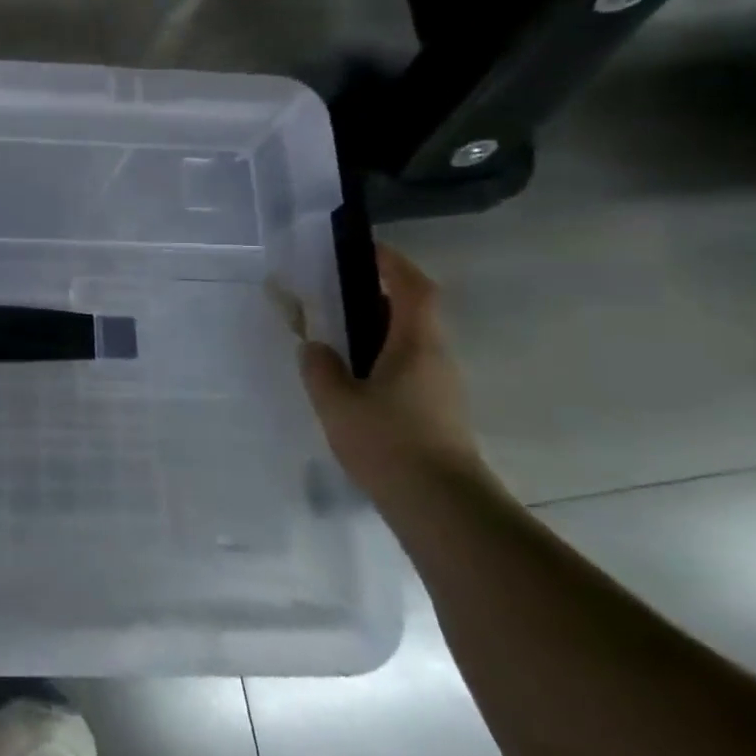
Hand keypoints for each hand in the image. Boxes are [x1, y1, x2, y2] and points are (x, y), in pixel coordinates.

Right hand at [299, 244, 491, 506]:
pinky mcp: (436, 411)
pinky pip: (407, 366)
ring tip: (336, 333)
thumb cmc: (389, 442)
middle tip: (336, 290)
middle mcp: (436, 357)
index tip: (363, 248)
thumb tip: (314, 346)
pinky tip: (352, 378)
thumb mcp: (336, 401)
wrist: (441, 506)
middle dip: (379, 293)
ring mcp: (441, 386)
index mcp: (417, 343)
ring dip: (378, 327)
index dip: (392, 262)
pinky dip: (381, 356)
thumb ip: (319, 366)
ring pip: (410, 341)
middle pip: (414, 311)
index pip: (413, 287)